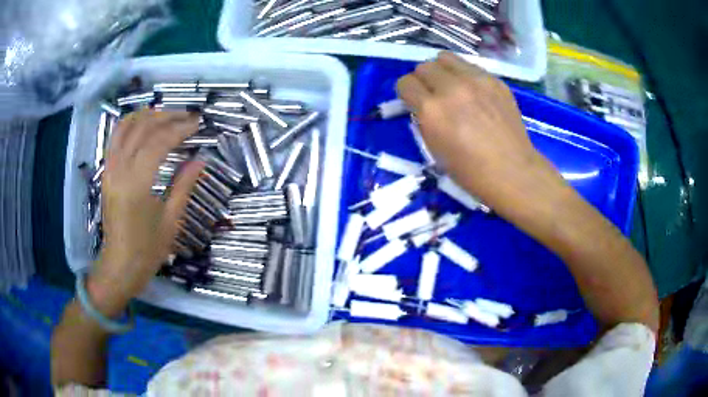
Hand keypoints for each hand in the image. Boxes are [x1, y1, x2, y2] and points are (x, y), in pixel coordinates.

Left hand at [89, 109, 203, 313]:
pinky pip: (115, 138)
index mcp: (137, 184)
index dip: (180, 129)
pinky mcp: (107, 172)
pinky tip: (143, 123)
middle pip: (143, 128)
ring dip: (147, 115)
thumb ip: (184, 184)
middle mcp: (120, 170)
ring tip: (167, 115)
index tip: (198, 124)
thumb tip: (201, 159)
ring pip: (126, 126)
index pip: (159, 142)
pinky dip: (130, 124)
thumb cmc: (148, 250)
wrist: (120, 265)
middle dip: (167, 117)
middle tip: (187, 116)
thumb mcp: (171, 220)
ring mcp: (110, 169)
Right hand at [396, 52, 558, 207]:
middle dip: (423, 80)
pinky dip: (465, 75)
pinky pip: (470, 66)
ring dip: (442, 70)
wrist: (513, 172)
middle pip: (423, 67)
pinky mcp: (495, 80)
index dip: (407, 94)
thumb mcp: (434, 150)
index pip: (405, 83)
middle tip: (433, 95)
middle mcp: (451, 88)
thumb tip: (422, 105)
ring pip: (445, 58)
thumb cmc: (471, 171)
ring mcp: (476, 81)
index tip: (414, 102)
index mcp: (432, 110)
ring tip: (451, 86)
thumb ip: (424, 120)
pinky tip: (475, 93)